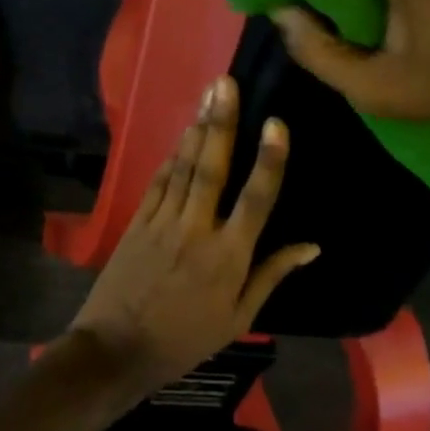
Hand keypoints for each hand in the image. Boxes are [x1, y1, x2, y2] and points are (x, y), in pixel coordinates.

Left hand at [71, 76, 317, 389]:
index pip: (256, 199)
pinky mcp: (137, 221)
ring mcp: (162, 221)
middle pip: (212, 168)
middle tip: (227, 83)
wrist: (117, 348)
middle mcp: (196, 230)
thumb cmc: (186, 339)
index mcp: (228, 257)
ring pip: (184, 167)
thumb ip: (272, 274)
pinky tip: (183, 134)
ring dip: (198, 129)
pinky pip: (159, 181)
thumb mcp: (238, 317)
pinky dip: (172, 156)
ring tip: (209, 93)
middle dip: (222, 123)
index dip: (269, 160)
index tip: (277, 123)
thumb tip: (312, 246)